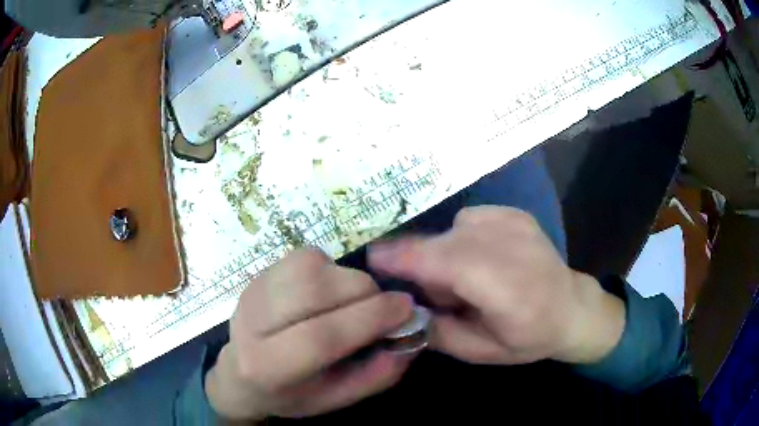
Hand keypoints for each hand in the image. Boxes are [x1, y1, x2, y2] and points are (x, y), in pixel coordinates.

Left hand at [205, 248, 413, 420]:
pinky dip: (330, 268)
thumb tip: (413, 334)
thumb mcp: (337, 399)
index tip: (407, 308)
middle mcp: (252, 323)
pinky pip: (305, 256)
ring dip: (347, 278)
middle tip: (384, 307)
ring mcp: (252, 291)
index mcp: (269, 368)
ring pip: (310, 265)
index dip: (370, 318)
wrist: (241, 374)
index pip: (321, 337)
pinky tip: (328, 291)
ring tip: (353, 300)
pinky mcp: (258, 273)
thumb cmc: (292, 394)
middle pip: (315, 291)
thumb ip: (379, 374)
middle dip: (364, 292)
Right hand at [369, 206, 624, 365]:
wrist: (571, 307)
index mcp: (509, 291)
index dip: (408, 258)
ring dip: (444, 253)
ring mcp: (516, 223)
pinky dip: (461, 239)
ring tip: (465, 278)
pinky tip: (480, 257)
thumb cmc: (529, 337)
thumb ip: (437, 332)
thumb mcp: (480, 352)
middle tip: (436, 294)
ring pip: (453, 230)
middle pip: (445, 243)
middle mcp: (513, 248)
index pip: (450, 264)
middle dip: (423, 264)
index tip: (374, 258)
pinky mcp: (515, 213)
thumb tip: (403, 307)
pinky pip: (467, 220)